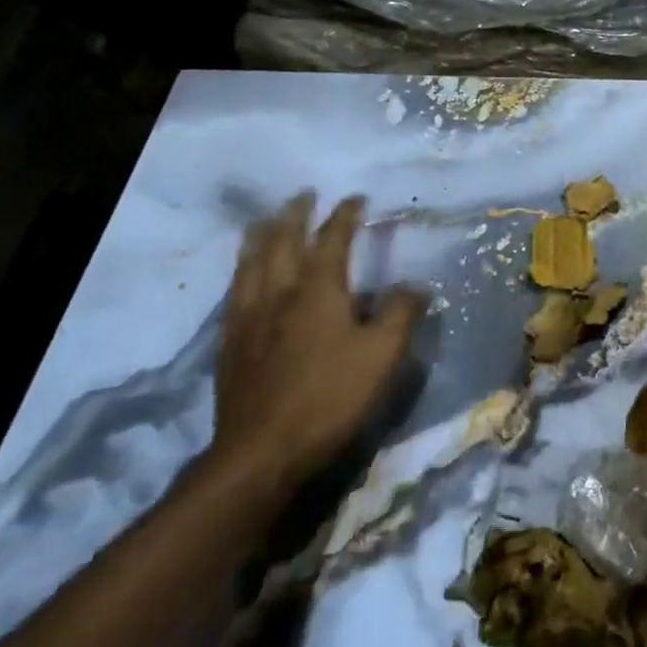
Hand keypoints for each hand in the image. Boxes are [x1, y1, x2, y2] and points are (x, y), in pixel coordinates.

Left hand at [210, 192, 424, 493]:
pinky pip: (234, 292)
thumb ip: (401, 314)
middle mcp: (279, 292)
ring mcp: (249, 317)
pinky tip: (243, 276)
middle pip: (282, 241)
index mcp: (318, 289)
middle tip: (304, 195)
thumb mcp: (383, 355)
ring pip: (251, 262)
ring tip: (266, 220)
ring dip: (261, 234)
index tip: (356, 198)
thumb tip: (415, 285)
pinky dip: (242, 270)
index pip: (332, 239)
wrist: (262, 451)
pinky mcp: (231, 343)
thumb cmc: (330, 396)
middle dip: (295, 213)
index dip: (344, 215)